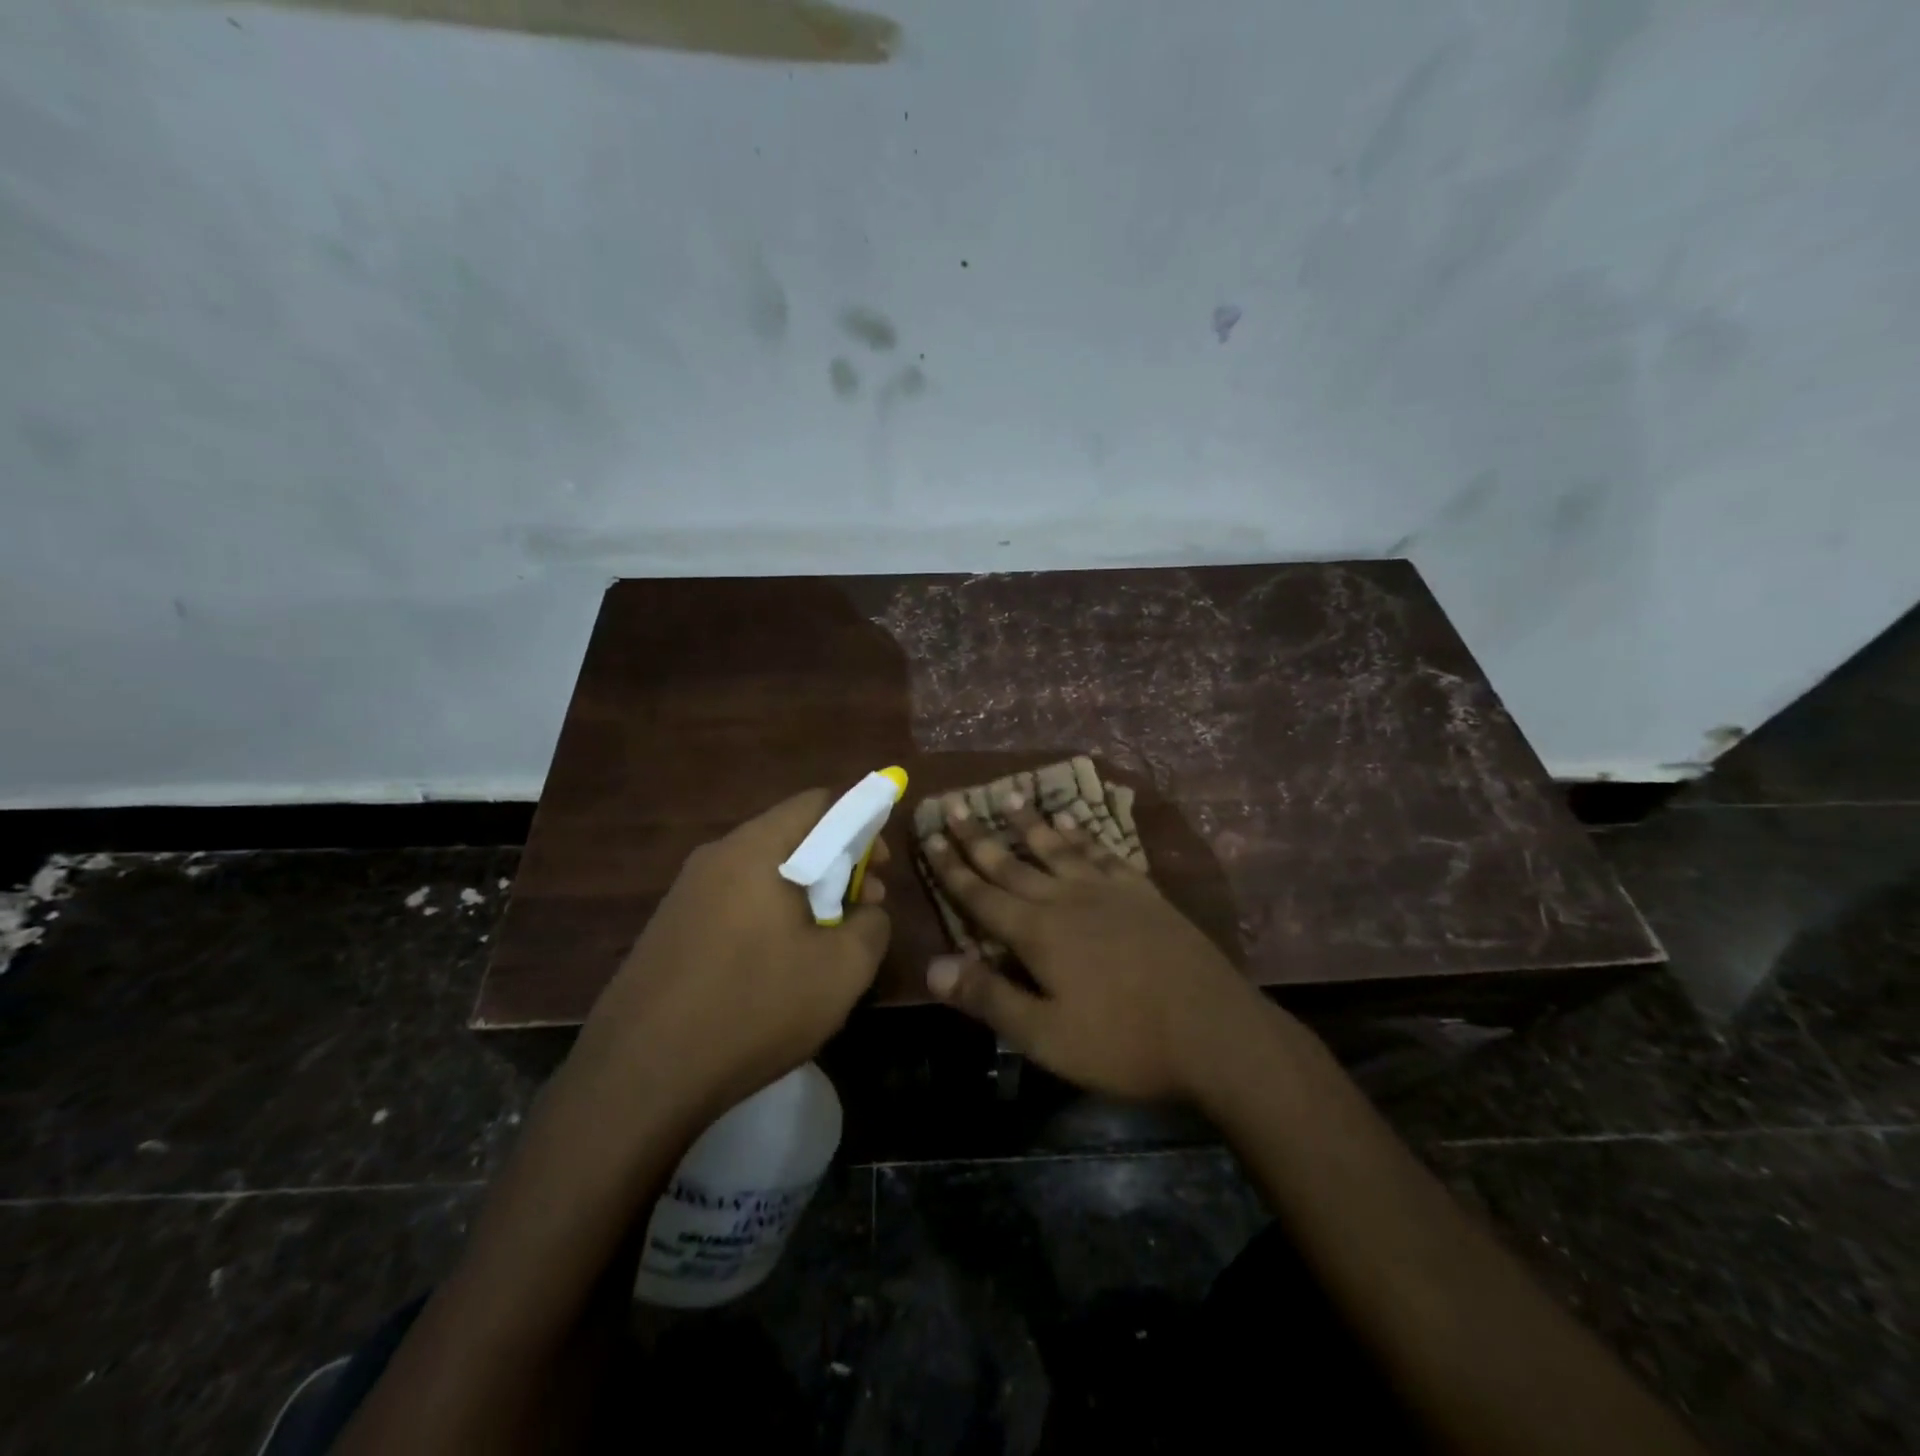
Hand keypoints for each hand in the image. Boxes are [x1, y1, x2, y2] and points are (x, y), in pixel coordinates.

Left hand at [572, 789, 891, 1121]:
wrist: (637, 1077)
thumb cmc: (753, 1008)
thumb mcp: (842, 970)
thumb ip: (872, 925)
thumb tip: (866, 911)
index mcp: (757, 849)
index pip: (819, 802)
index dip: (862, 824)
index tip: (880, 869)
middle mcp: (716, 856)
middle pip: (790, 836)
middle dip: (835, 865)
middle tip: (861, 911)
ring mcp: (685, 893)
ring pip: (761, 873)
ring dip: (802, 895)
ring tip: (822, 945)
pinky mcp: (668, 929)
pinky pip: (733, 903)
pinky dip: (766, 918)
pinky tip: (774, 969)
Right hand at [920, 793, 1268, 1101]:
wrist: (1213, 1031)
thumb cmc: (1123, 1042)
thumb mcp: (1046, 1035)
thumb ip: (988, 997)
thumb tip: (931, 967)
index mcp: (1037, 933)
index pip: (981, 895)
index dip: (952, 868)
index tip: (929, 837)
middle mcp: (1066, 900)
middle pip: (1013, 863)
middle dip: (979, 837)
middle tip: (955, 806)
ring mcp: (1108, 891)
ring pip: (1057, 848)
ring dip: (1029, 824)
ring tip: (1008, 797)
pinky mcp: (1142, 893)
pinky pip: (1103, 852)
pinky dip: (1083, 835)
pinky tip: (1074, 822)